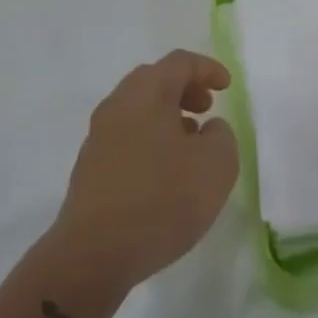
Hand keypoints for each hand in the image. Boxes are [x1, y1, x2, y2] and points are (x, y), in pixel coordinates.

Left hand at [52, 50, 239, 292]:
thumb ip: (222, 136)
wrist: (93, 254)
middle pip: (154, 81)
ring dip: (167, 117)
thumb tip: (208, 129)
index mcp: (146, 92)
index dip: (207, 69)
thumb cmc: (161, 199)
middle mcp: (117, 105)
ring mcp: (98, 137)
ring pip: (138, 111)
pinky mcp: (90, 169)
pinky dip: (150, 140)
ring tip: (190, 144)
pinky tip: (165, 173)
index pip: (179, 62)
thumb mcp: (216, 165)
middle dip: (184, 89)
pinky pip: (127, 138)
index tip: (226, 87)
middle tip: (206, 109)